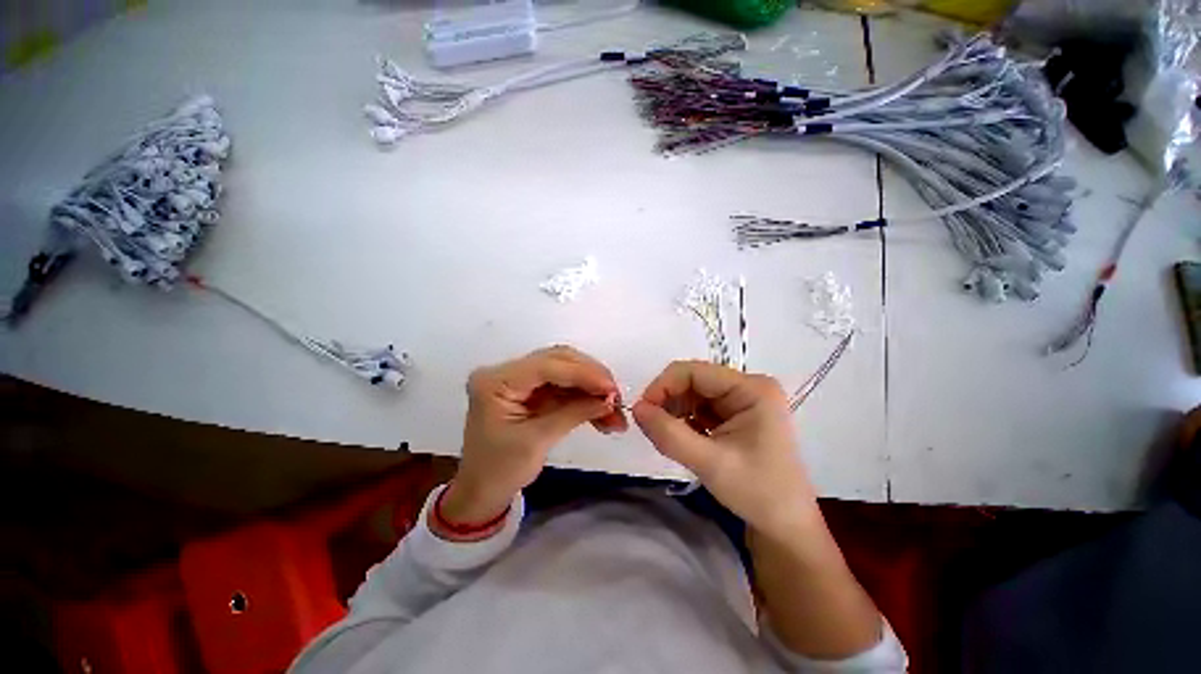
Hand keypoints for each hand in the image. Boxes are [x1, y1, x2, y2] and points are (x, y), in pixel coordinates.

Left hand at [440, 346, 626, 527]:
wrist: (481, 491)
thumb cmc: (499, 471)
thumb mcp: (537, 441)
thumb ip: (574, 413)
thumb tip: (609, 399)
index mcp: (496, 381)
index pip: (546, 366)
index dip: (582, 374)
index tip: (611, 388)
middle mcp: (507, 372)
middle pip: (558, 360)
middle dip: (590, 377)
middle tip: (616, 396)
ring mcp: (520, 379)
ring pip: (566, 371)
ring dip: (591, 388)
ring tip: (614, 409)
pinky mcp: (532, 390)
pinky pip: (564, 386)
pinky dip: (585, 397)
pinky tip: (602, 412)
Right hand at [632, 361, 818, 540]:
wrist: (784, 526)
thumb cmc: (757, 493)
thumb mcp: (709, 463)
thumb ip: (669, 434)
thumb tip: (636, 408)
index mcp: (752, 389)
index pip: (695, 372)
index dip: (663, 385)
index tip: (641, 411)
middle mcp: (747, 386)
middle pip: (693, 380)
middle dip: (668, 400)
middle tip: (650, 427)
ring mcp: (742, 400)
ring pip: (693, 394)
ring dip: (674, 411)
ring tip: (666, 436)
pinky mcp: (735, 414)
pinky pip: (699, 407)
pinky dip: (684, 420)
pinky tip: (681, 438)